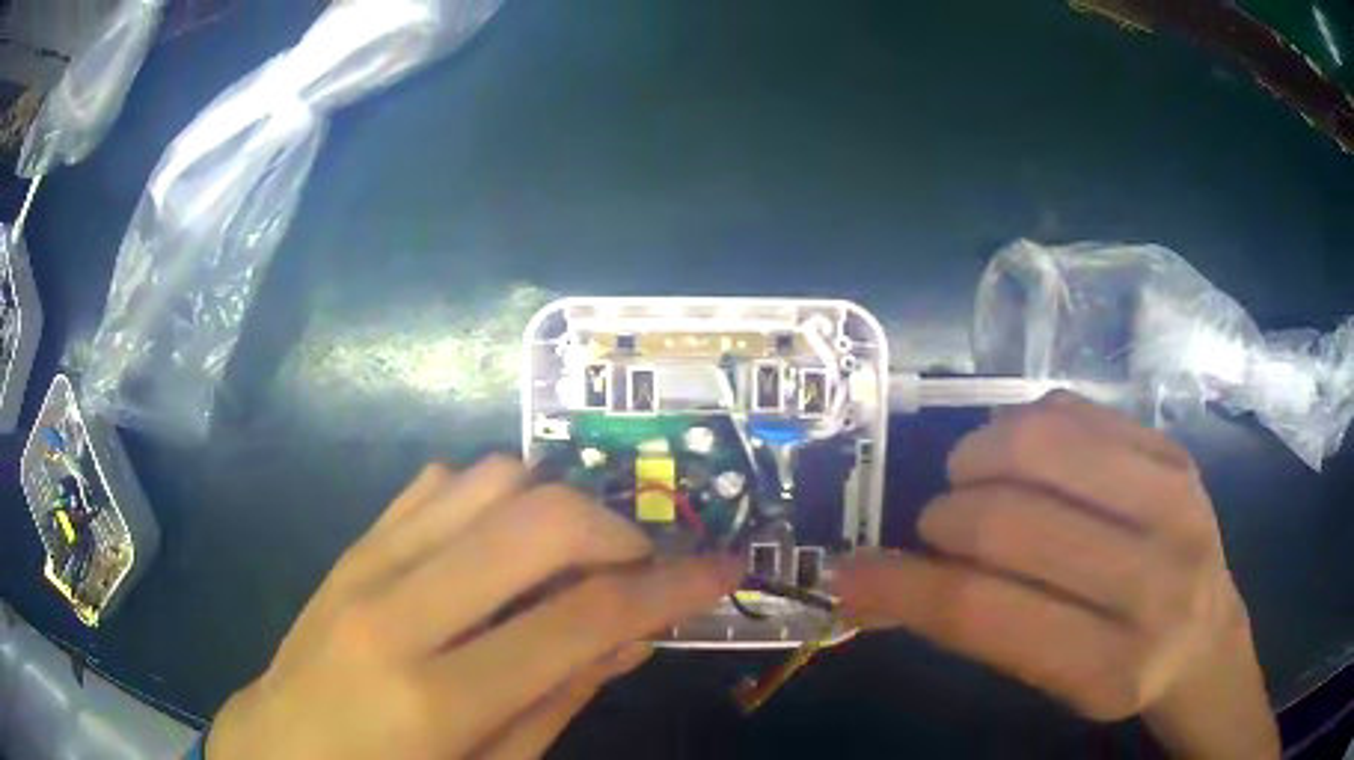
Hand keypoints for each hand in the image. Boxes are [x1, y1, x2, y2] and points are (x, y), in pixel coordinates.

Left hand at [206, 457, 739, 759]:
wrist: (280, 747)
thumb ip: (562, 697)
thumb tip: (634, 633)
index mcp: (440, 697)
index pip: (583, 617)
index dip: (671, 588)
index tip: (724, 568)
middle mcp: (400, 610)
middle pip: (538, 520)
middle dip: (615, 530)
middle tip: (638, 567)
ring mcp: (367, 564)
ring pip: (489, 479)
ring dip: (553, 507)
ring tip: (567, 560)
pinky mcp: (353, 545)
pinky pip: (438, 483)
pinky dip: (492, 499)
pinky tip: (499, 547)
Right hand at [835, 393, 1278, 758]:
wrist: (1206, 637)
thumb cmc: (1121, 674)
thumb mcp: (1050, 686)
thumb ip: (972, 632)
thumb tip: (870, 588)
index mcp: (1111, 665)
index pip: (987, 613)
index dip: (903, 589)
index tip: (850, 574)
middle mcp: (1154, 577)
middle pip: (1008, 522)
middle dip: (942, 521)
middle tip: (936, 530)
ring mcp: (1173, 498)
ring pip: (1040, 445)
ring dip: (977, 460)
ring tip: (972, 482)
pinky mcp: (1173, 449)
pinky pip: (1074, 411)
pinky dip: (1024, 428)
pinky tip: (1022, 458)